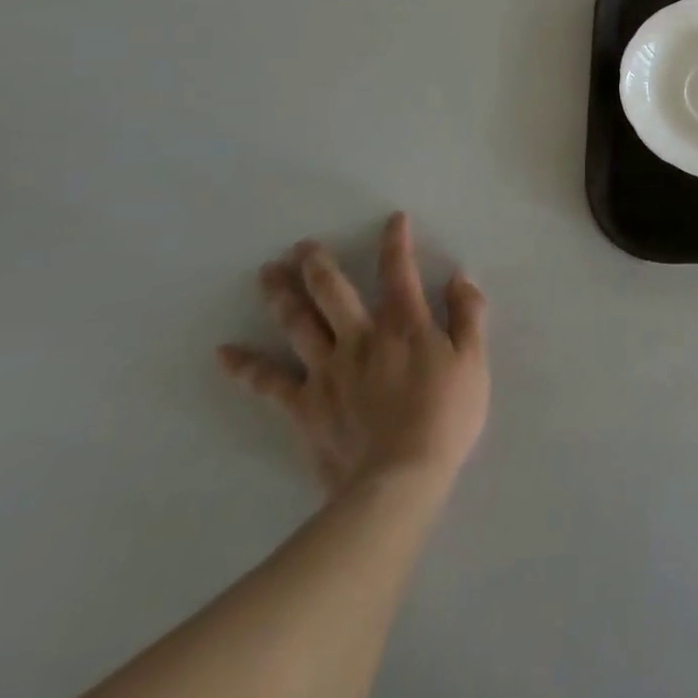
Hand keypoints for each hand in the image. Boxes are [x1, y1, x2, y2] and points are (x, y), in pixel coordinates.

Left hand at [219, 212, 489, 495]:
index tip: (393, 219)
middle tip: (301, 246)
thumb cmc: (445, 417)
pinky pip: (269, 382)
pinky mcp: (304, 404)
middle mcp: (360, 337)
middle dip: (318, 264)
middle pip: (333, 292)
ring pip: (298, 324)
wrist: (400, 478)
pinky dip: (245, 366)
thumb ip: (468, 315)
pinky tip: (223, 352)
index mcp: (404, 325)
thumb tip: (458, 278)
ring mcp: (327, 370)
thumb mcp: (474, 362)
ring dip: (281, 295)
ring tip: (267, 271)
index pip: (398, 272)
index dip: (396, 242)